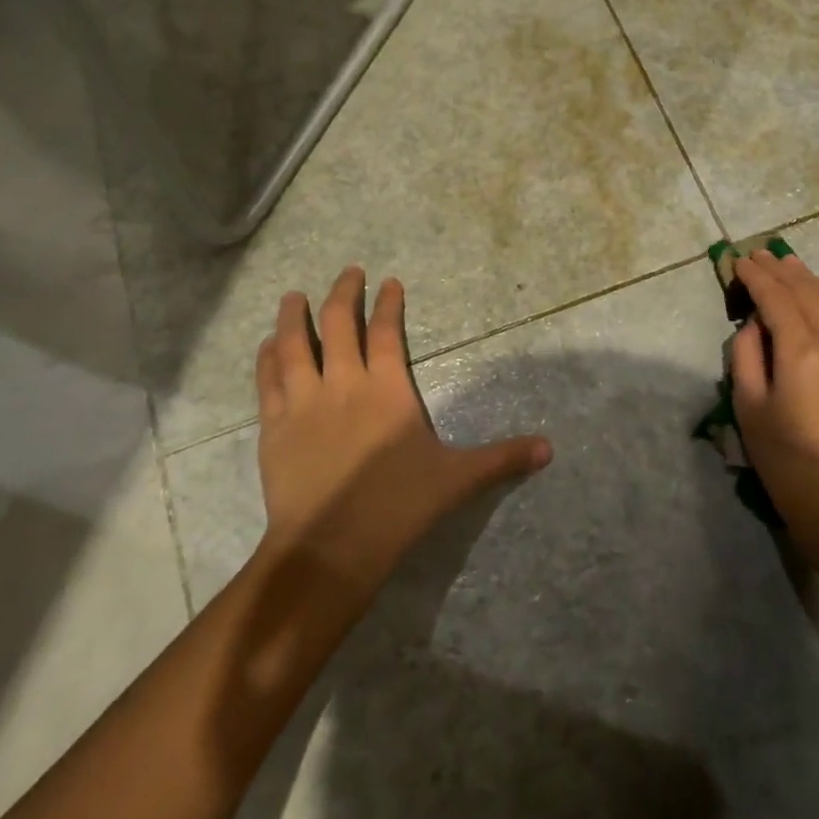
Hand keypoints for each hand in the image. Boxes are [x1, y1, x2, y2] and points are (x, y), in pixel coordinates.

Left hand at [254, 267, 550, 597]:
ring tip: (294, 295)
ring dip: (295, 316)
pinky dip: (268, 357)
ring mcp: (304, 402)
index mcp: (387, 389)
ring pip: (295, 344)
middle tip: (349, 272)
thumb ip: (502, 458)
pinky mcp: (274, 426)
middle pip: (340, 324)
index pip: (388, 332)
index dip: (389, 304)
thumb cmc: (397, 507)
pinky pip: (268, 379)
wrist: (330, 547)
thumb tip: (550, 448)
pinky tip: (268, 344)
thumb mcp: (457, 479)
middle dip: (345, 292)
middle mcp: (344, 383)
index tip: (390, 282)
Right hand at [729, 249, 818, 524]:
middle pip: (809, 292)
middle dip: (783, 270)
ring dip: (811, 282)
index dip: (756, 276)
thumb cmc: (787, 461)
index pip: (776, 297)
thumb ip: (746, 356)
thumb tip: (754, 327)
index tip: (740, 261)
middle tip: (762, 254)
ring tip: (791, 268)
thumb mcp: (749, 407)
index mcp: (802, 349)